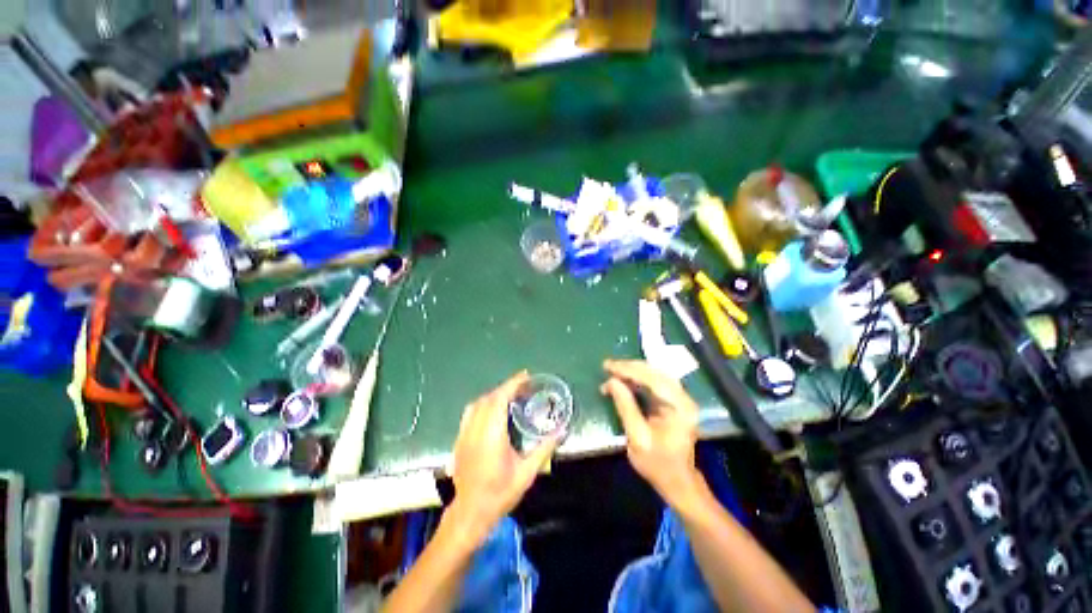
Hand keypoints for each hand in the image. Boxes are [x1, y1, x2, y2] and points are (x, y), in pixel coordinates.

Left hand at [448, 371, 558, 543]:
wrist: (470, 513)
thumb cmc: (500, 493)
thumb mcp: (527, 473)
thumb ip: (544, 449)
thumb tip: (560, 430)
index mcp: (492, 435)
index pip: (500, 399)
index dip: (512, 384)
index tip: (525, 376)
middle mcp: (475, 430)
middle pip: (489, 398)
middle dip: (506, 387)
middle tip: (523, 386)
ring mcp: (464, 434)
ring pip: (477, 404)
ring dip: (494, 395)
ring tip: (509, 395)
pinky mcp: (459, 440)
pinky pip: (470, 413)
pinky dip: (483, 404)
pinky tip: (492, 411)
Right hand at [601, 359, 702, 506]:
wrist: (677, 481)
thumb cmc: (657, 464)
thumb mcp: (637, 438)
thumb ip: (625, 407)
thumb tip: (611, 381)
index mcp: (679, 408)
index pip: (652, 379)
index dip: (628, 370)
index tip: (608, 366)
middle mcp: (683, 398)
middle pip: (655, 373)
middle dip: (629, 368)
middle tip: (607, 366)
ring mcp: (681, 399)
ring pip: (655, 374)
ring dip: (633, 371)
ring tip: (613, 370)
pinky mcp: (675, 401)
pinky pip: (655, 382)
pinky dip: (638, 378)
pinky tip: (625, 379)